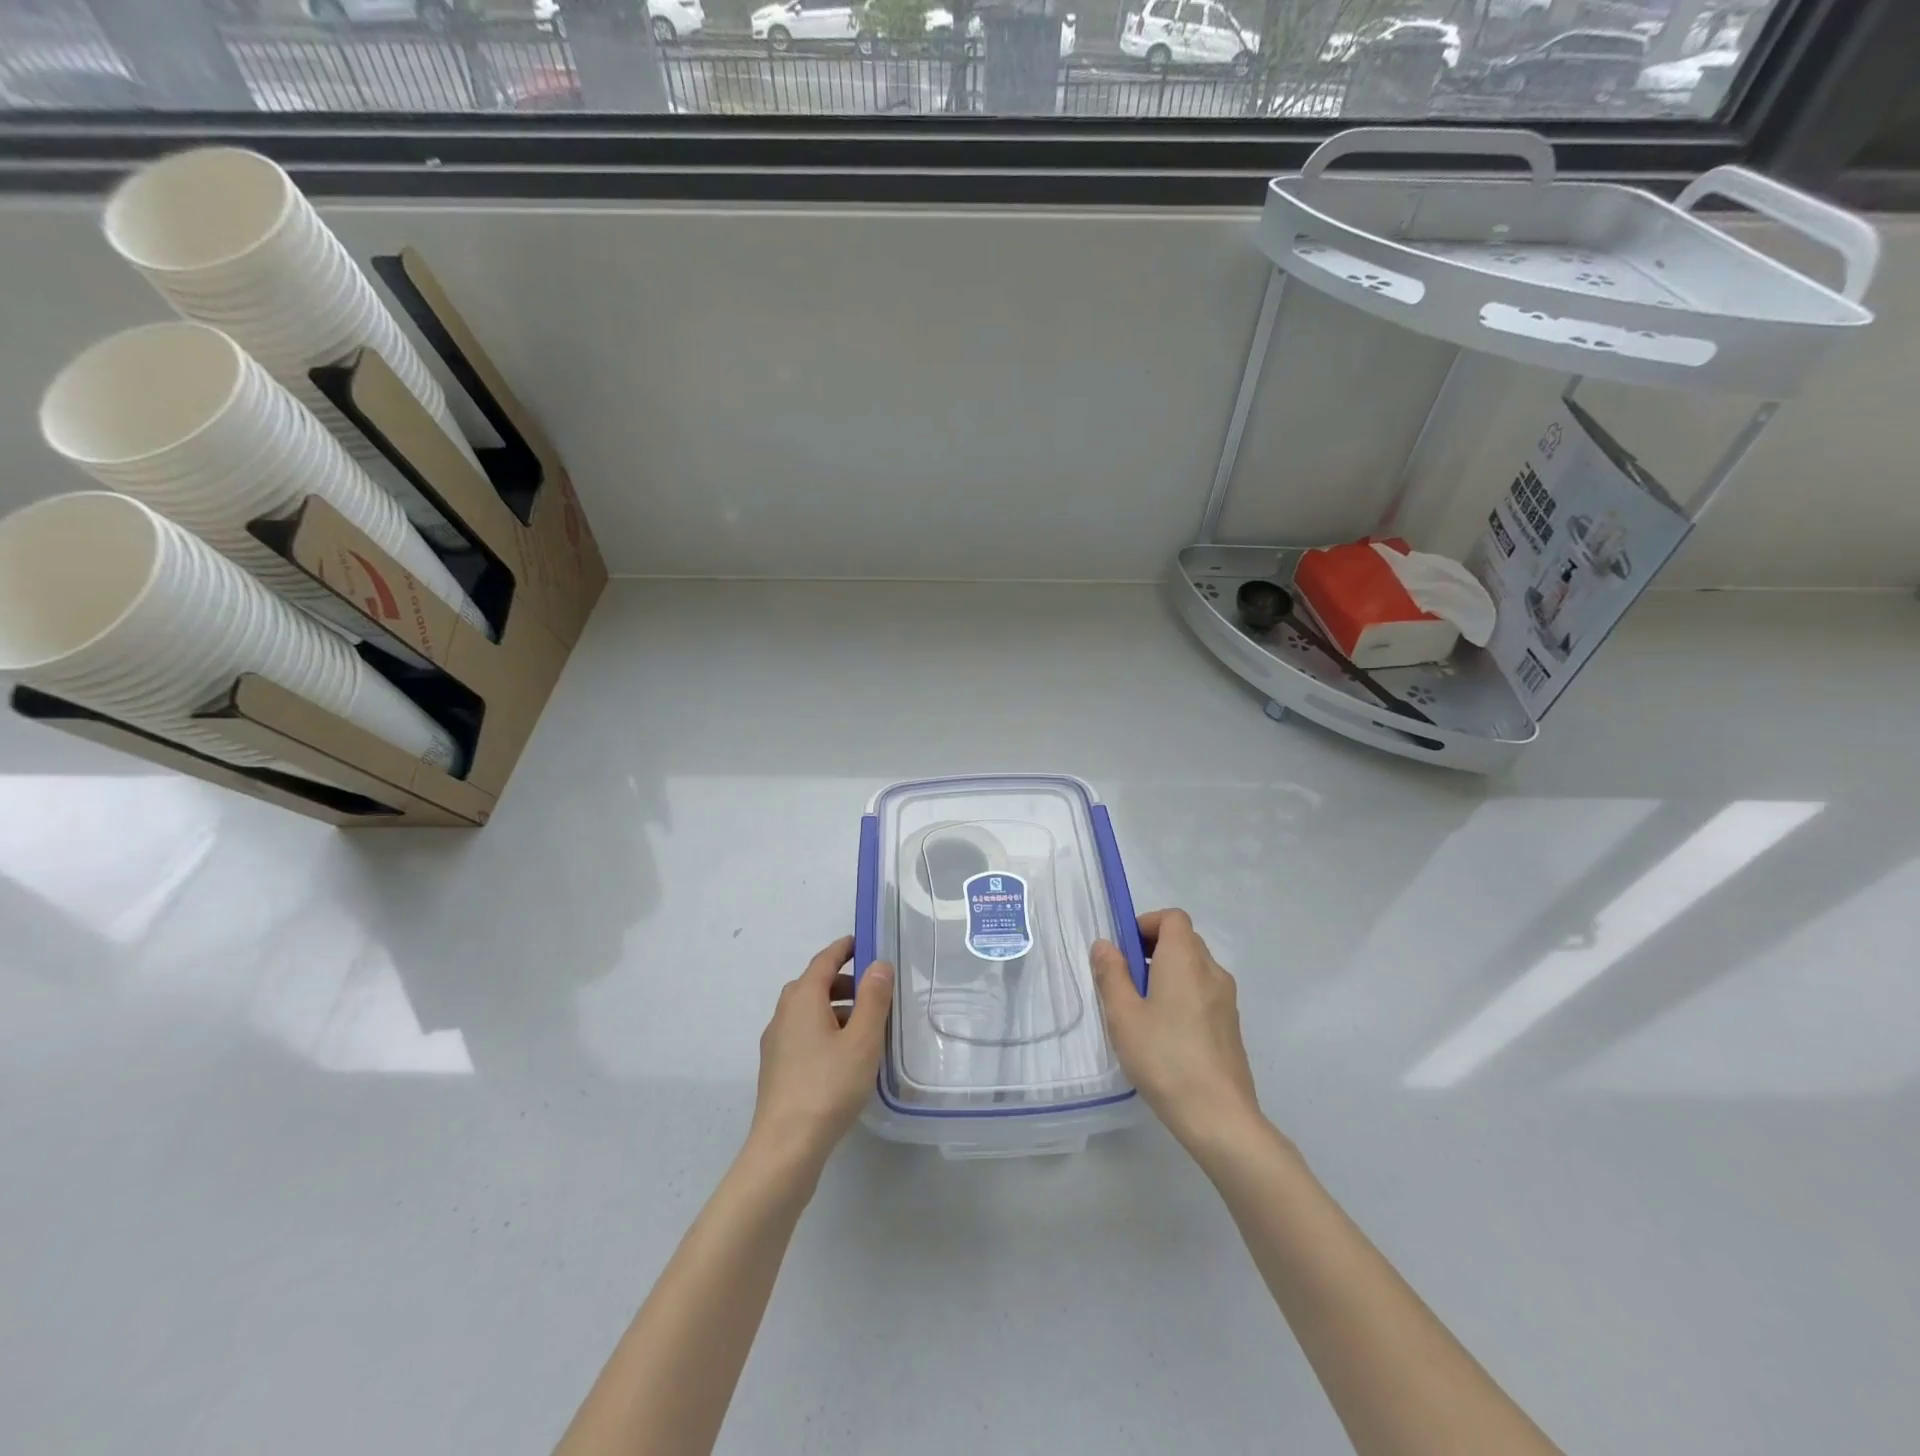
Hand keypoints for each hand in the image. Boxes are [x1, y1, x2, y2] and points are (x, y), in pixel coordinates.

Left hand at [750, 936, 893, 1168]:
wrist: (785, 1147)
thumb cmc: (828, 1086)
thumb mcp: (862, 1039)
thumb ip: (873, 998)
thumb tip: (878, 964)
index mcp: (802, 999)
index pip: (824, 961)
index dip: (844, 948)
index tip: (863, 942)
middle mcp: (783, 1014)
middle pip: (813, 985)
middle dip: (842, 981)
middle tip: (873, 990)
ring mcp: (776, 1043)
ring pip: (807, 1012)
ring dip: (834, 1009)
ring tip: (864, 1027)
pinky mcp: (776, 1069)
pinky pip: (803, 1034)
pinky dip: (824, 1030)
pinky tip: (843, 1056)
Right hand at [1091, 909, 1263, 1157]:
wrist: (1219, 1117)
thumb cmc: (1164, 1058)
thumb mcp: (1123, 1015)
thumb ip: (1111, 974)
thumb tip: (1105, 945)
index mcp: (1185, 960)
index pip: (1173, 917)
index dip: (1146, 924)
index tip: (1124, 950)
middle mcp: (1212, 971)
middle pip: (1184, 940)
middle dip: (1153, 949)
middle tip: (1126, 981)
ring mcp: (1227, 1000)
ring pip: (1195, 968)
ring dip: (1168, 974)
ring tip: (1142, 1011)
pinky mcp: (1231, 1026)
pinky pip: (1204, 993)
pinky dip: (1183, 996)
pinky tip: (1165, 1034)